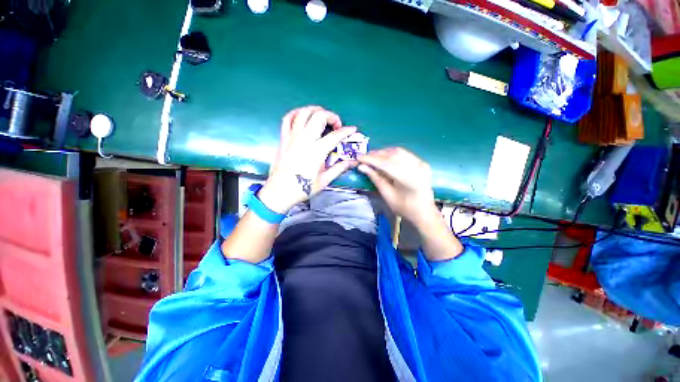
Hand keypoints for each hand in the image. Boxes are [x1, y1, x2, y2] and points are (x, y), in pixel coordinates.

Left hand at [258, 106, 357, 213]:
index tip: (352, 129)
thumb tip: (352, 162)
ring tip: (321, 114)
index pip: (335, 136)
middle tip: (336, 125)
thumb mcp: (324, 180)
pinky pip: (288, 119)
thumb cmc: (303, 188)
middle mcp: (304, 140)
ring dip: (315, 110)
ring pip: (303, 113)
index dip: (346, 131)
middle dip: (332, 116)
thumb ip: (339, 168)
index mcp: (317, 151)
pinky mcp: (283, 138)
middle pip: (319, 117)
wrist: (280, 192)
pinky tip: (302, 115)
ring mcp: (292, 137)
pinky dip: (296, 113)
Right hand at [357, 147, 437, 225]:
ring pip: (398, 151)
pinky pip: (404, 154)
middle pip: (393, 155)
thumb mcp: (388, 195)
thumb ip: (376, 178)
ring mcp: (421, 163)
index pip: (387, 164)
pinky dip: (391, 154)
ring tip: (371, 156)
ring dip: (383, 152)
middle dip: (376, 154)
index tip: (359, 158)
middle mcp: (418, 167)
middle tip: (363, 157)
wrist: (424, 212)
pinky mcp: (421, 162)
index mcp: (410, 179)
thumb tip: (362, 167)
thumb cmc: (405, 208)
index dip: (371, 160)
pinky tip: (383, 157)